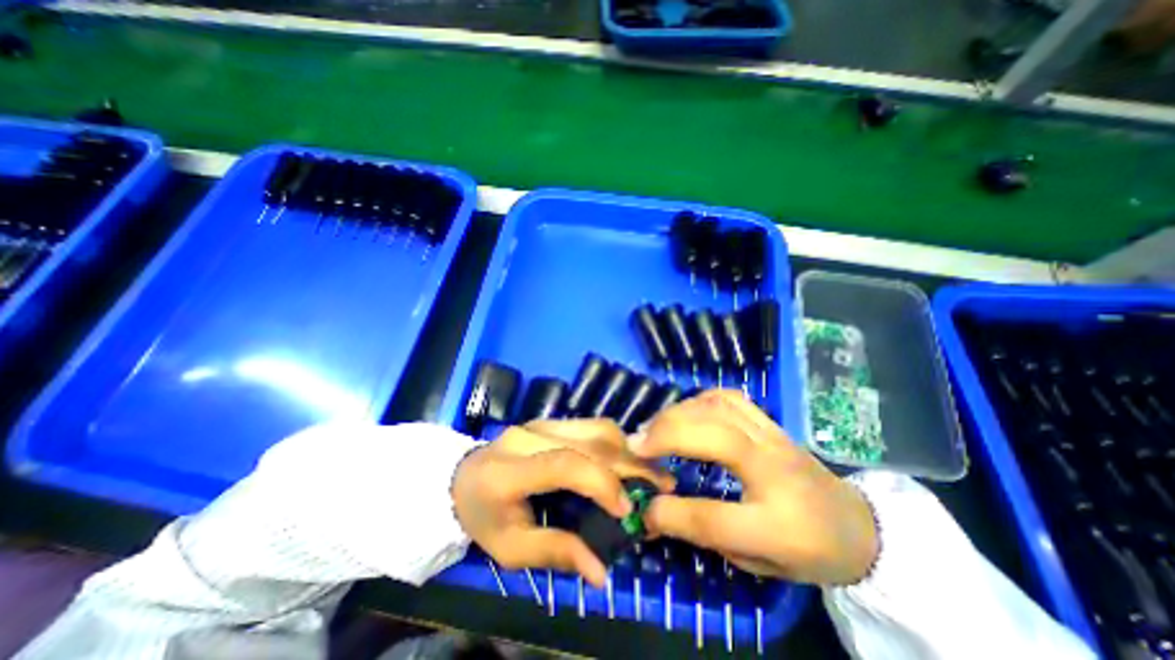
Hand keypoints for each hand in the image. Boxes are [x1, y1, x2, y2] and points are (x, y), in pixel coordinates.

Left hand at [451, 421, 668, 585]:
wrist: (463, 477)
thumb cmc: (484, 516)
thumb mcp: (510, 549)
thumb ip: (555, 553)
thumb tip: (602, 572)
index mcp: (510, 470)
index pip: (564, 464)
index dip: (601, 482)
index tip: (627, 509)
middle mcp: (529, 436)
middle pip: (589, 441)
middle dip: (630, 464)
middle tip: (661, 485)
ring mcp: (541, 422)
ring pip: (596, 427)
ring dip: (628, 448)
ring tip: (650, 472)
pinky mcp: (551, 420)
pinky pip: (591, 425)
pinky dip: (616, 442)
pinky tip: (629, 459)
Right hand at [633, 390, 871, 585]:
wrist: (859, 525)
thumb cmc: (809, 550)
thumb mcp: (761, 563)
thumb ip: (707, 536)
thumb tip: (654, 514)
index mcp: (781, 523)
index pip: (715, 517)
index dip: (671, 513)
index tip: (642, 507)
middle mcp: (777, 469)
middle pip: (715, 438)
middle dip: (666, 437)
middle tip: (635, 444)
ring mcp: (774, 436)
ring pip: (719, 408)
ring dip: (678, 413)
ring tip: (653, 427)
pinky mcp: (770, 421)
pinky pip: (729, 397)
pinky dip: (699, 399)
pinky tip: (684, 412)